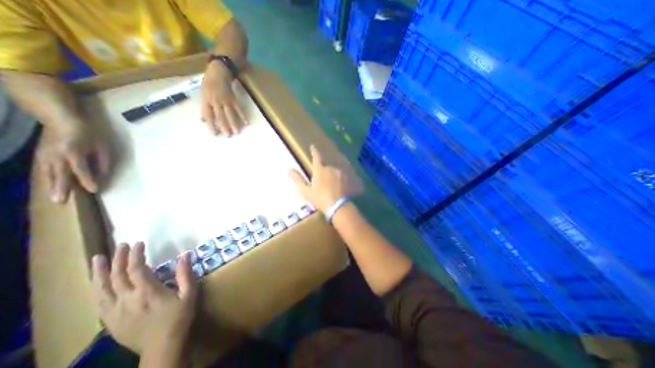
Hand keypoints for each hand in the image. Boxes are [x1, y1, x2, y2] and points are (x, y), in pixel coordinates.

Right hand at [36, 125, 109, 201]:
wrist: (61, 119)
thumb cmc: (88, 133)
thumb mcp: (102, 146)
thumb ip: (104, 161)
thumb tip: (104, 175)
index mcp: (73, 153)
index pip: (81, 170)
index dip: (88, 181)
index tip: (95, 190)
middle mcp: (56, 156)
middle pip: (59, 174)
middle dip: (61, 188)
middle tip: (61, 201)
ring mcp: (44, 155)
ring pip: (48, 174)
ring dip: (52, 186)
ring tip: (55, 198)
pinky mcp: (40, 155)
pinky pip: (44, 170)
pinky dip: (47, 179)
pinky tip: (50, 186)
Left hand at [89, 242, 195, 353]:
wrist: (162, 346)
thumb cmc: (179, 317)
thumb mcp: (189, 293)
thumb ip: (185, 274)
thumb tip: (185, 254)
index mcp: (147, 292)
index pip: (137, 269)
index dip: (136, 255)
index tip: (139, 243)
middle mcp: (127, 300)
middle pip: (117, 276)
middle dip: (118, 258)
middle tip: (121, 245)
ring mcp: (115, 312)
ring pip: (101, 289)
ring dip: (99, 272)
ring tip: (97, 259)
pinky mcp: (110, 321)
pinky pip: (99, 302)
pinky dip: (97, 289)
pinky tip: (98, 284)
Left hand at [202, 62, 246, 135]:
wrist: (218, 70)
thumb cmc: (209, 82)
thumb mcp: (203, 94)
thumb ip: (204, 107)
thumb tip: (203, 120)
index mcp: (206, 100)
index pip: (208, 115)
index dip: (211, 125)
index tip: (215, 134)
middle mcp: (215, 101)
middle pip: (220, 116)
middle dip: (224, 126)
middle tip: (228, 136)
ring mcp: (225, 100)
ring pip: (230, 114)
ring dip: (234, 123)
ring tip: (237, 132)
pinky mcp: (233, 98)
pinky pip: (239, 108)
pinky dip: (243, 115)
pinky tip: (246, 123)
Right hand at [290, 144, 362, 211]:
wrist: (338, 206)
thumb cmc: (320, 199)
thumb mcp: (306, 191)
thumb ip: (298, 179)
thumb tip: (289, 169)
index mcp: (320, 170)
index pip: (316, 157)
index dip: (314, 151)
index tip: (313, 146)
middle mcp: (331, 168)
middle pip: (325, 168)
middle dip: (323, 173)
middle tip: (322, 184)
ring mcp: (340, 173)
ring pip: (334, 172)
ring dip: (331, 177)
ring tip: (331, 188)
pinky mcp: (347, 178)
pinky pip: (341, 177)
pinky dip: (339, 181)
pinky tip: (339, 189)